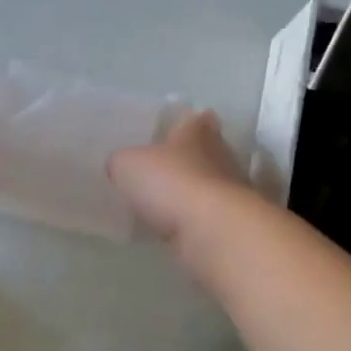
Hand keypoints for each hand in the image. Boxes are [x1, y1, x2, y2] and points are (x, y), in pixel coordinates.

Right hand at [108, 109, 249, 244]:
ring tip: (162, 202)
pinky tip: (172, 228)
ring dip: (190, 192)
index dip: (180, 124)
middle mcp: (220, 154)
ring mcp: (231, 190)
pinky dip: (192, 220)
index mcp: (197, 131)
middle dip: (185, 159)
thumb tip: (120, 166)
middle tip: (160, 169)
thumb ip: (122, 161)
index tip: (167, 131)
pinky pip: (206, 216)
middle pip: (204, 151)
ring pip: (207, 184)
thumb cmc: (170, 182)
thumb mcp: (127, 164)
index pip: (193, 119)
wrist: (211, 231)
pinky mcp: (231, 223)